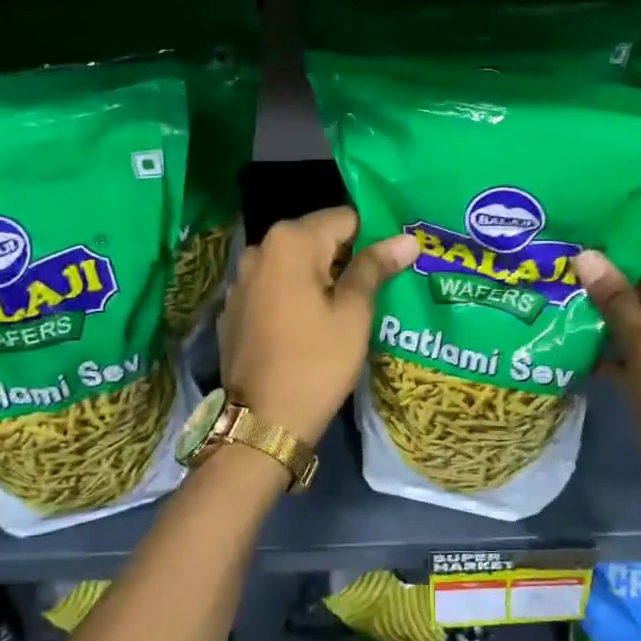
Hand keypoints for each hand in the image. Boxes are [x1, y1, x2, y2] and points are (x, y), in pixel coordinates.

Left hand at [218, 207, 417, 444]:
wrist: (263, 421)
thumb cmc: (317, 362)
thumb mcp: (354, 313)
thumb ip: (375, 267)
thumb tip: (407, 239)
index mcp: (290, 242)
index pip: (345, 218)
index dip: (374, 236)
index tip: (394, 263)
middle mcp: (259, 250)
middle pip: (317, 239)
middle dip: (347, 257)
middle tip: (378, 287)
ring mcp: (240, 281)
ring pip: (294, 265)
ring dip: (321, 278)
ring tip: (348, 307)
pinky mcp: (234, 309)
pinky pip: (274, 289)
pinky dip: (295, 297)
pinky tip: (310, 326)